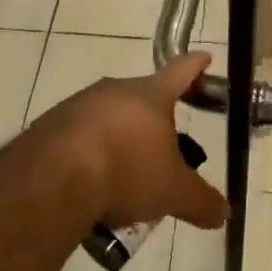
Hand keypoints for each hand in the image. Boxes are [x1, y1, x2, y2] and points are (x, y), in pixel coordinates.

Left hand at [34, 52, 229, 231]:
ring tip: (122, 177)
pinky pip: (77, 136)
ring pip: (107, 118)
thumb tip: (224, 213)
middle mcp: (114, 91)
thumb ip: (201, 201)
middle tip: (161, 148)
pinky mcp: (47, 126)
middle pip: (141, 98)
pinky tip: (88, 185)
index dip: (195, 66)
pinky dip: (87, 154)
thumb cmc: (126, 172)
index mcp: (151, 96)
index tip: (204, 57)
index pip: (181, 72)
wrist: (52, 180)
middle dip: (153, 120)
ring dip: (117, 139)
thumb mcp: (173, 193)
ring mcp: (77, 105)